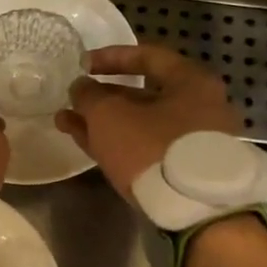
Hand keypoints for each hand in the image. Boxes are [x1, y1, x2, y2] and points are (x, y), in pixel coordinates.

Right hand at [56, 44, 239, 199]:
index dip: (111, 57)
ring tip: (66, 122)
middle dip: (102, 96)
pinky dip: (117, 142)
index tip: (82, 65)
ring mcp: (193, 141)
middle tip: (73, 98)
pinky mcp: (184, 170)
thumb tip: (81, 88)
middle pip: (144, 94)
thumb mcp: (110, 115)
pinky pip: (146, 146)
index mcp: (191, 82)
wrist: (197, 211)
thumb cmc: (154, 147)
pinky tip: (86, 142)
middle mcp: (200, 107)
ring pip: (141, 123)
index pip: (148, 56)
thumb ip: (89, 96)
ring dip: (103, 121)